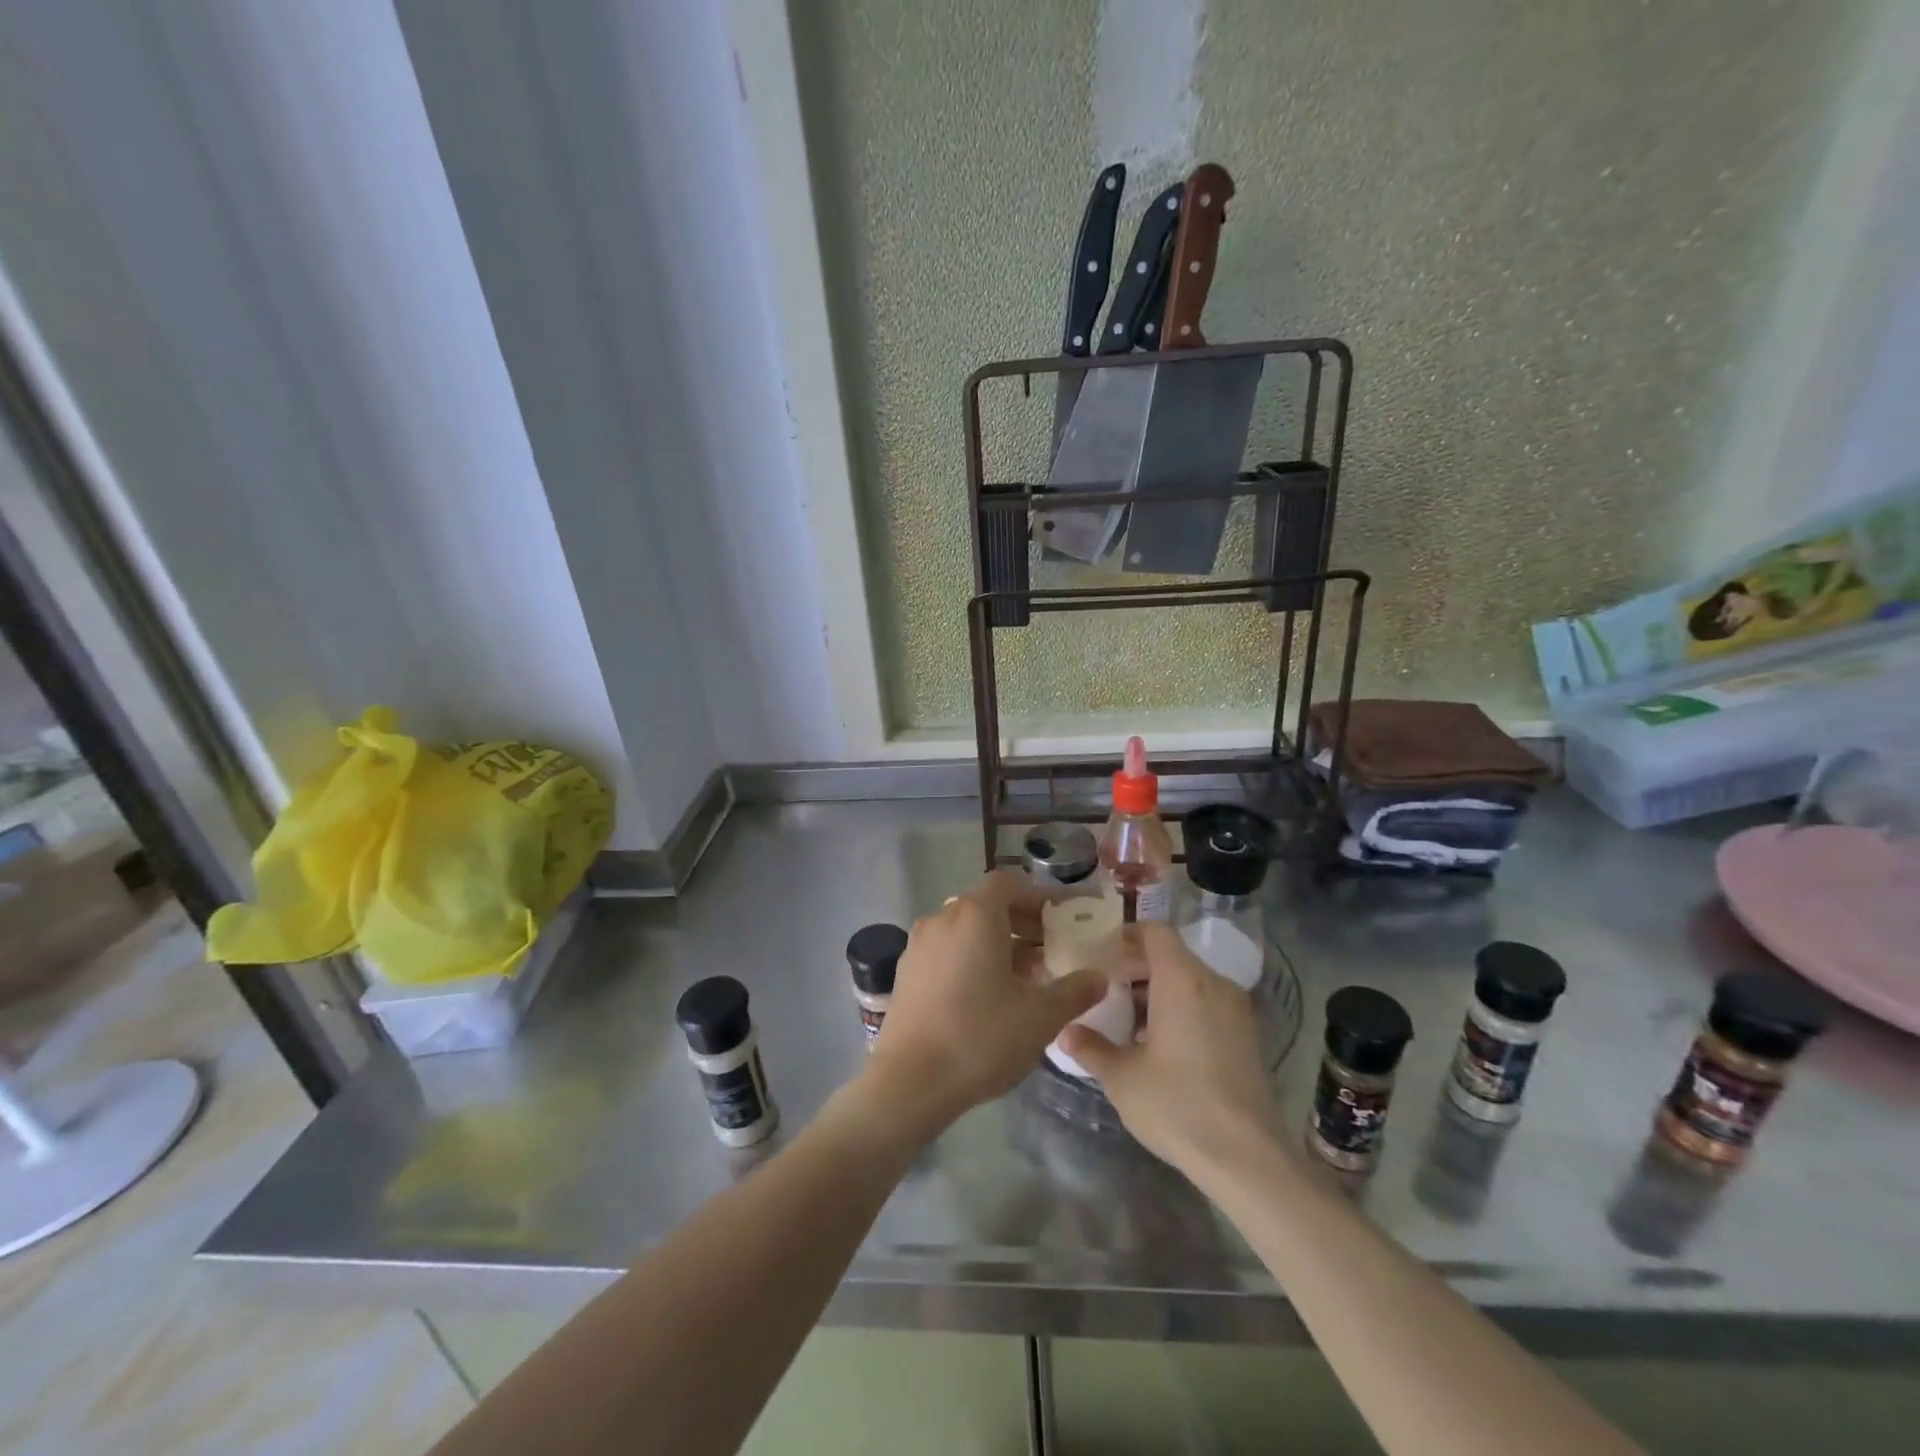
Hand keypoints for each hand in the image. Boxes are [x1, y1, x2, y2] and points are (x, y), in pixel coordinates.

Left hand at [864, 870, 1105, 1139]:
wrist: (909, 1082)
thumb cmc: (981, 1037)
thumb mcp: (1041, 1017)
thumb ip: (1075, 991)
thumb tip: (1098, 977)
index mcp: (975, 915)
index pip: (1009, 883)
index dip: (1039, 897)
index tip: (1062, 920)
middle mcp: (942, 918)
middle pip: (987, 905)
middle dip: (1022, 923)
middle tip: (1051, 950)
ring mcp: (918, 945)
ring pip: (966, 930)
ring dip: (997, 943)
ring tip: (1024, 978)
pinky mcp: (906, 972)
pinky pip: (947, 950)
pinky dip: (971, 959)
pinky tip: (987, 996)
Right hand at [1060, 923, 1282, 1177]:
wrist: (1248, 1158)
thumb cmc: (1178, 1105)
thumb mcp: (1122, 1078)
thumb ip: (1091, 1048)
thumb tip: (1066, 1032)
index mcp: (1182, 980)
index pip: (1155, 932)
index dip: (1127, 935)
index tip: (1101, 953)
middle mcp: (1213, 984)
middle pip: (1172, 956)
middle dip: (1137, 968)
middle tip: (1106, 990)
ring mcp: (1237, 1010)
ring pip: (1191, 981)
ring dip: (1159, 991)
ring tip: (1129, 1021)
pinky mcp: (1248, 1036)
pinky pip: (1208, 1004)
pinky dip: (1182, 1009)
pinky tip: (1162, 1045)